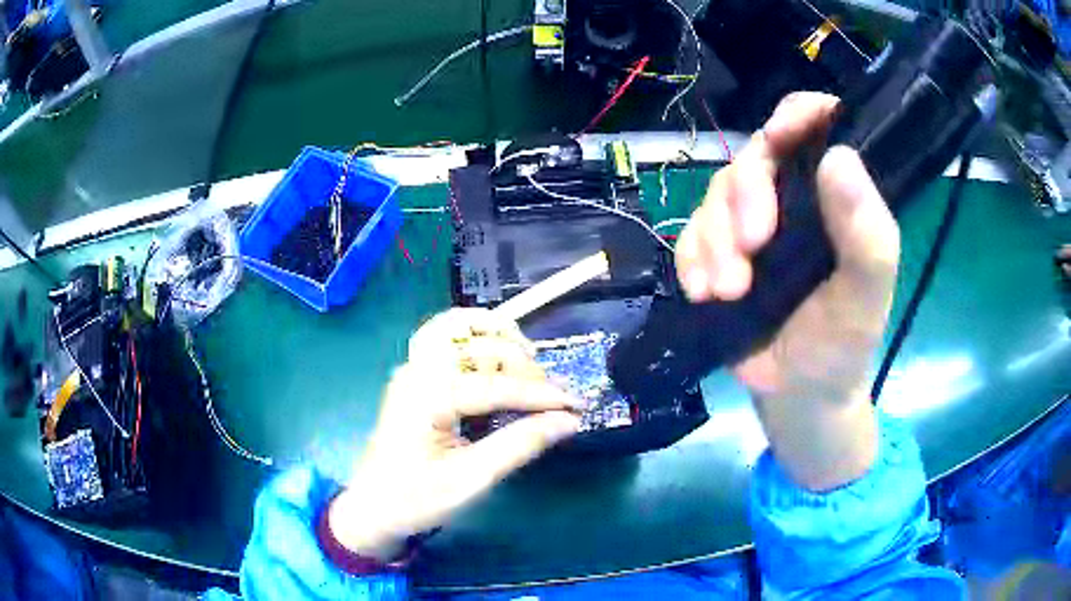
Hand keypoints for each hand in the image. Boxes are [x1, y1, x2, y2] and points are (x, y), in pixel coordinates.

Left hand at [328, 309, 582, 560]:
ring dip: (499, 337)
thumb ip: (520, 445)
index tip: (578, 405)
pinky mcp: (415, 374)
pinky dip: (473, 332)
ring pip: (458, 328)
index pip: (495, 385)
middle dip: (525, 369)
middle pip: (481, 350)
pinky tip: (495, 344)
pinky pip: (443, 335)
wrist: (374, 507)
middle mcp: (417, 371)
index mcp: (427, 397)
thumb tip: (568, 422)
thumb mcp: (472, 479)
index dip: (541, 395)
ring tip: (531, 359)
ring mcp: (412, 368)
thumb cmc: (418, 498)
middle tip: (555, 398)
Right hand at [675, 93, 899, 490]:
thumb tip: (839, 157)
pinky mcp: (720, 251)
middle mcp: (795, 197)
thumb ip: (867, 234)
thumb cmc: (843, 344)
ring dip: (715, 240)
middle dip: (745, 198)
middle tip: (752, 250)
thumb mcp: (865, 297)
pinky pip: (691, 234)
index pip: (817, 125)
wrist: (798, 395)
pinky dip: (691, 259)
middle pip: (754, 156)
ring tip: (728, 291)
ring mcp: (753, 223)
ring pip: (717, 195)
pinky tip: (703, 292)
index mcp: (837, 196)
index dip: (796, 116)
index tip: (778, 140)